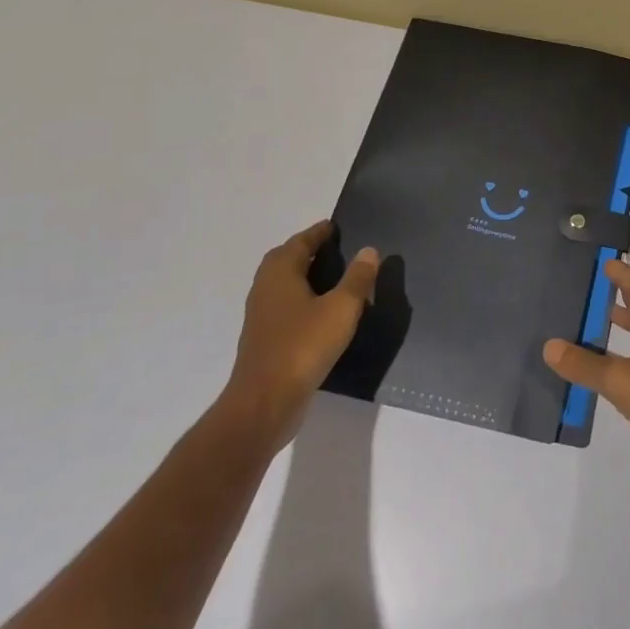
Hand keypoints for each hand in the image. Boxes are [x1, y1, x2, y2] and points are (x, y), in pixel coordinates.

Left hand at [221, 221, 377, 452]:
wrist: (265, 402)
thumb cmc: (304, 346)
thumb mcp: (341, 308)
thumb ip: (357, 278)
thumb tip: (368, 250)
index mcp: (280, 273)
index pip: (300, 242)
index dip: (318, 233)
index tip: (334, 226)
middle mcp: (265, 288)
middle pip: (285, 260)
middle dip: (306, 251)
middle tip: (333, 248)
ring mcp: (261, 316)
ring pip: (283, 284)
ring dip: (303, 276)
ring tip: (332, 278)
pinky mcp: (264, 339)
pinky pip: (284, 306)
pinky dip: (301, 299)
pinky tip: (321, 312)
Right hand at [544, 259, 629, 508]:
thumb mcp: (623, 379)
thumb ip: (585, 364)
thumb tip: (550, 346)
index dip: (625, 277)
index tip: (605, 263)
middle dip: (622, 300)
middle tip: (592, 290)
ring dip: (622, 333)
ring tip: (589, 327)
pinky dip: (621, 365)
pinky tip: (603, 374)